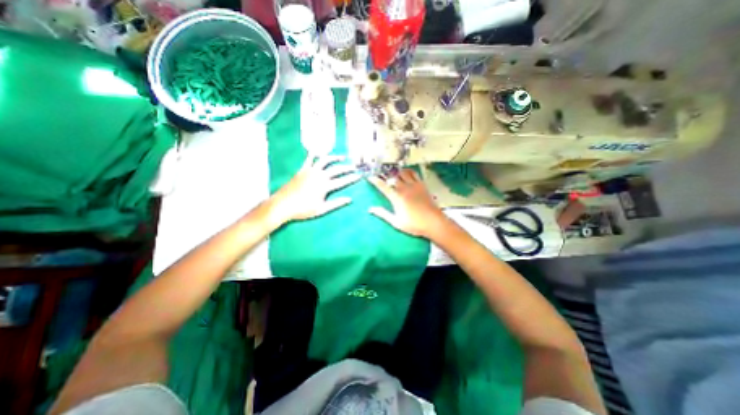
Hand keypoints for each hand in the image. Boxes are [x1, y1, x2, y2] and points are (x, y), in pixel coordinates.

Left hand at [270, 155, 361, 224]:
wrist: (283, 205)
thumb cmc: (303, 209)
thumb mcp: (321, 209)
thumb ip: (336, 203)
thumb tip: (349, 199)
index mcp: (325, 186)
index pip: (342, 181)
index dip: (352, 178)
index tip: (359, 176)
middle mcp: (319, 175)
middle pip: (336, 169)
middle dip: (346, 167)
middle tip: (354, 167)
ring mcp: (310, 171)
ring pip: (325, 160)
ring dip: (334, 157)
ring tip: (342, 157)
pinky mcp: (302, 170)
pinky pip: (309, 159)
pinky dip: (314, 154)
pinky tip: (318, 152)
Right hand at [368, 169, 447, 238]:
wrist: (433, 222)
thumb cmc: (414, 224)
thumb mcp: (396, 222)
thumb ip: (383, 214)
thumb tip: (370, 209)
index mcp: (396, 198)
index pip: (383, 186)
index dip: (375, 181)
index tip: (370, 177)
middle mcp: (404, 188)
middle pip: (393, 177)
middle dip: (386, 175)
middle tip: (382, 176)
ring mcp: (414, 185)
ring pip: (403, 173)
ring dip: (397, 172)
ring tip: (394, 174)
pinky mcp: (422, 185)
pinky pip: (414, 173)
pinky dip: (408, 171)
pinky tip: (407, 173)